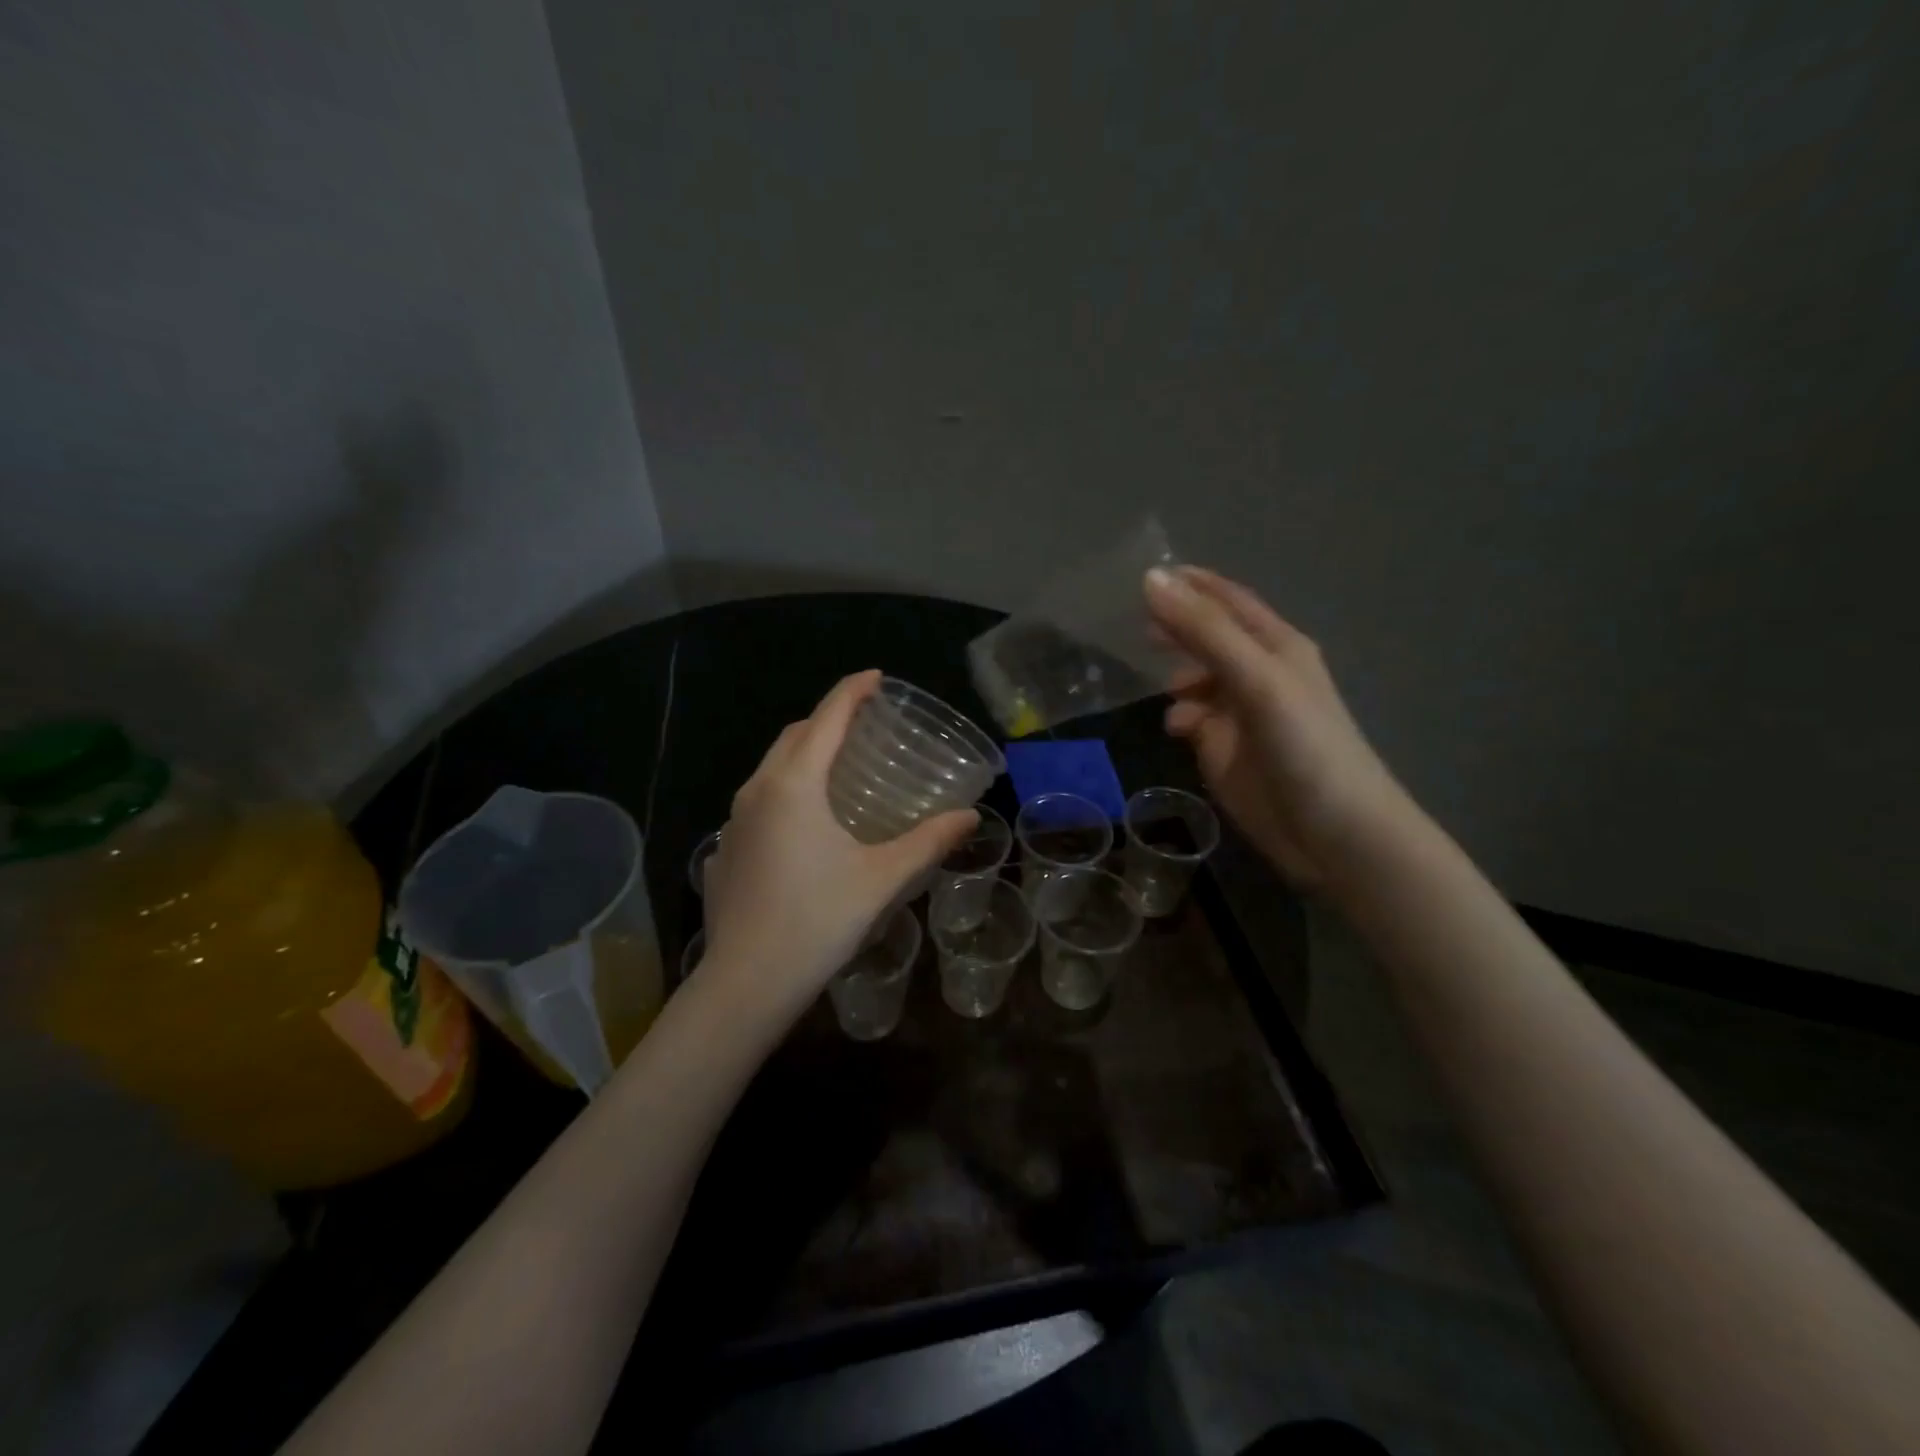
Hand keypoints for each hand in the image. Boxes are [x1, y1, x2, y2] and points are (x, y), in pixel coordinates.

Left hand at [700, 671, 977, 1017]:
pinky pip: (759, 800)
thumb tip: (969, 817)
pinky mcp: (726, 849)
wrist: (747, 982)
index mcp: (795, 785)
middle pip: (795, 735)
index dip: (852, 691)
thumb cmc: (818, 920)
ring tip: (839, 765)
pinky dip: (787, 788)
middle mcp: (758, 791)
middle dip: (828, 718)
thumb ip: (928, 841)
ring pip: (772, 767)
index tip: (876, 676)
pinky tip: (807, 821)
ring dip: (805, 752)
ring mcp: (734, 821)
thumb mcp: (882, 878)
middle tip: (864, 722)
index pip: (827, 718)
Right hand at [1144, 566, 1413, 887]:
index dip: (1193, 584)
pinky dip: (1179, 716)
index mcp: (1276, 647)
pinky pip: (1194, 720)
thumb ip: (1204, 631)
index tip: (1149, 572)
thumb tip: (1151, 579)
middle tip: (1136, 625)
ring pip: (1198, 680)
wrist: (1334, 833)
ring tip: (1156, 683)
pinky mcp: (1226, 751)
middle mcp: (1259, 674)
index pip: (1229, 601)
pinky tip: (1175, 729)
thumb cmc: (1304, 745)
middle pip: (1211, 638)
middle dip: (1178, 628)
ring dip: (1175, 676)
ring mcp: (1242, 714)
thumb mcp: (1256, 679)